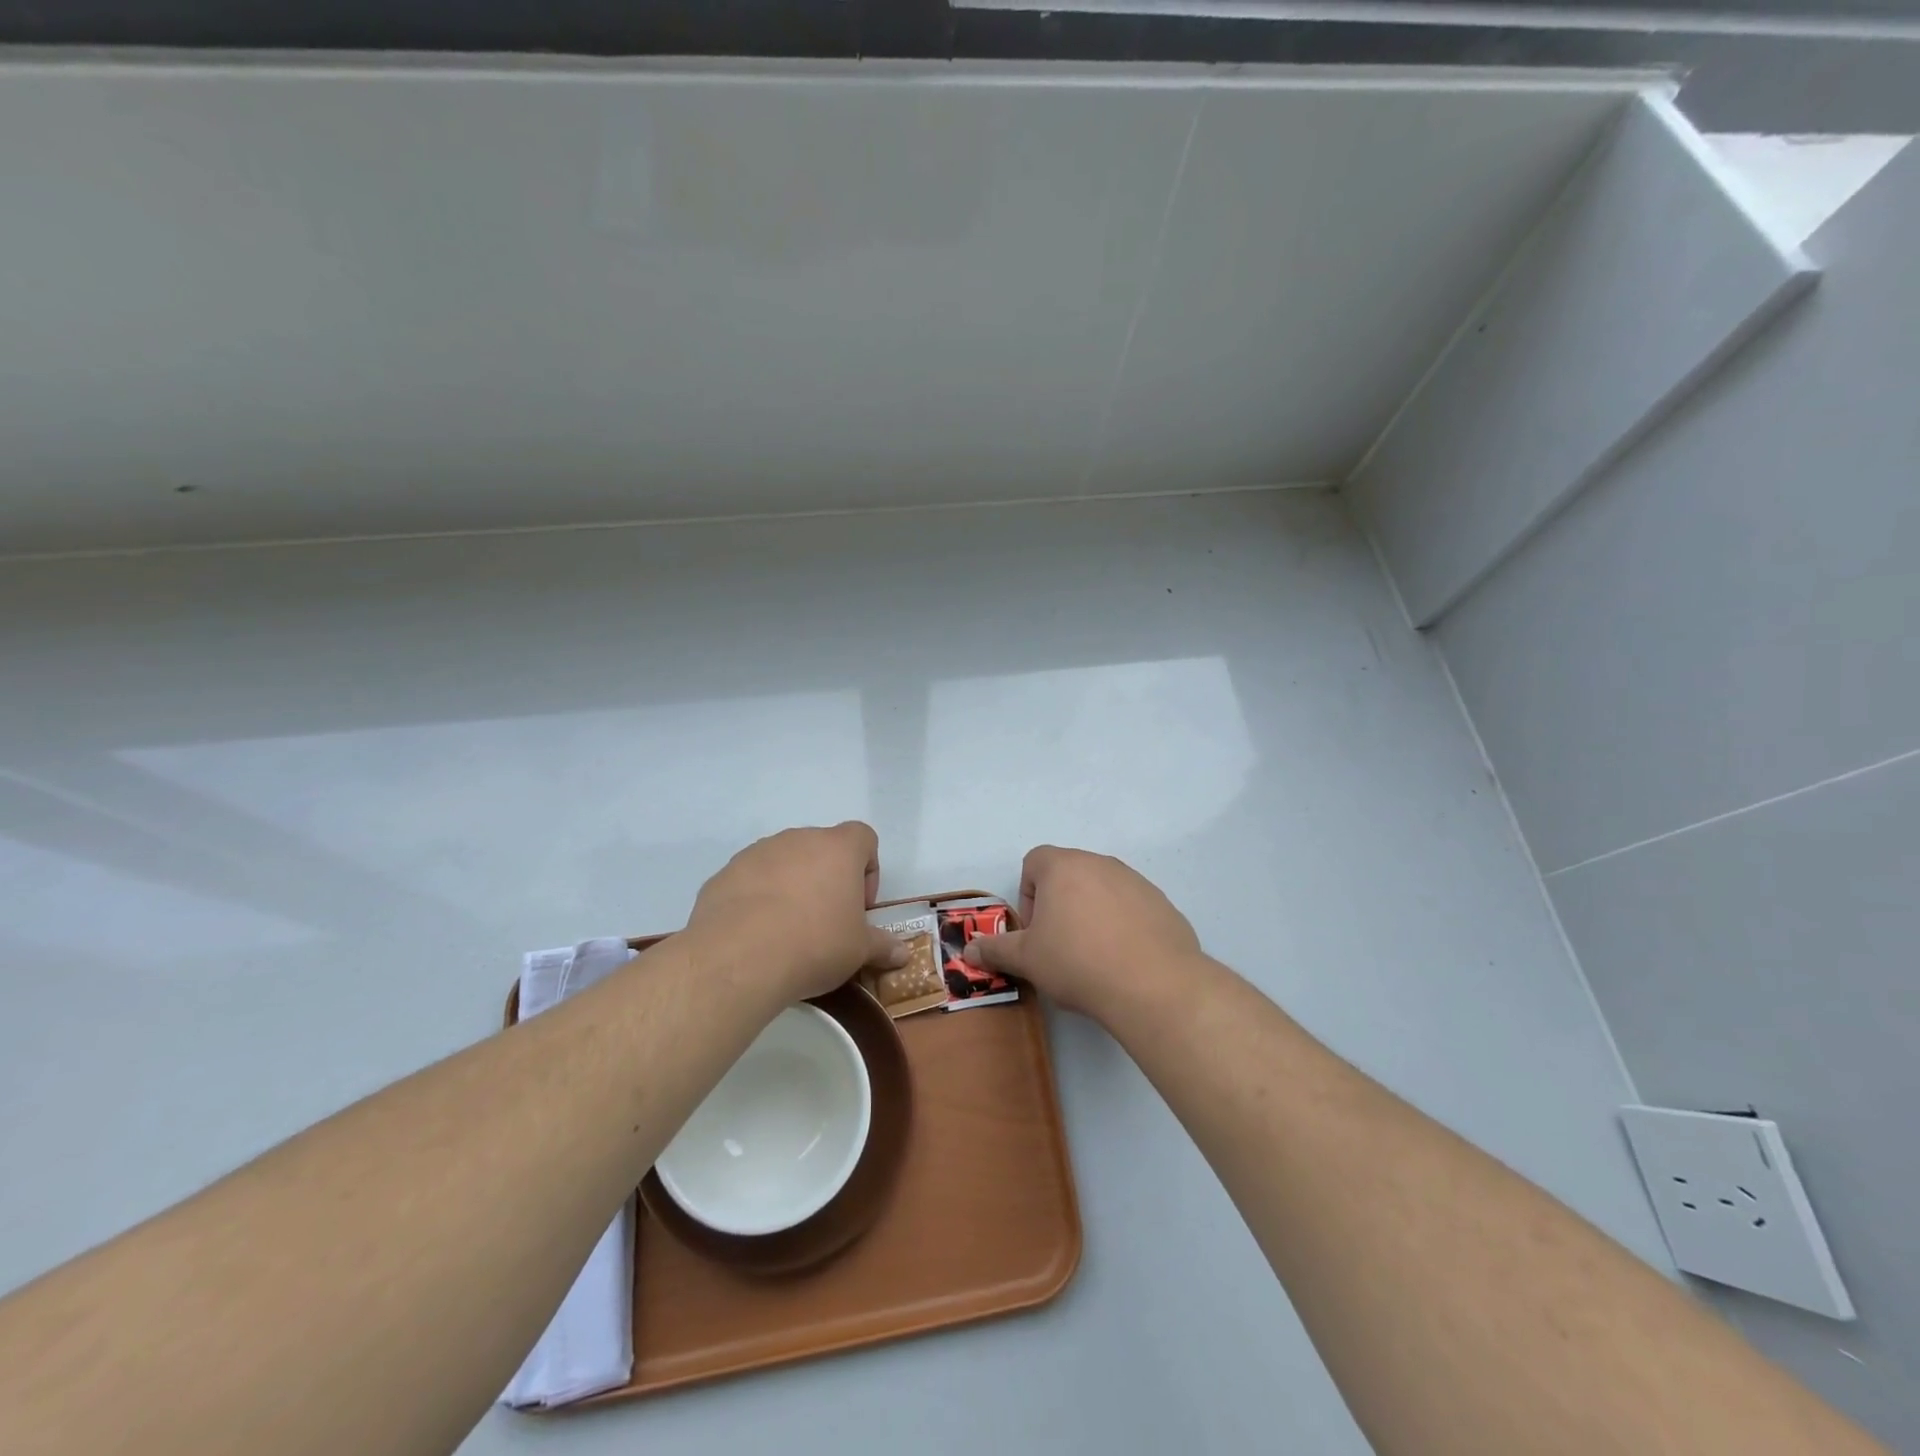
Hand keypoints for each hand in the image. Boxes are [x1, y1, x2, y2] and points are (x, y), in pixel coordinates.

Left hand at [685, 822, 908, 1002]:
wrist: (739, 958)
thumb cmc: (815, 944)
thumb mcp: (859, 951)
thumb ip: (882, 946)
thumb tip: (903, 954)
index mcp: (838, 848)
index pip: (864, 837)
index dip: (868, 870)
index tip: (860, 906)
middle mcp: (799, 839)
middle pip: (822, 849)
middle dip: (827, 879)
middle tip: (826, 921)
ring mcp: (757, 852)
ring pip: (784, 862)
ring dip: (791, 886)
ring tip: (787, 930)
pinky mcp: (725, 873)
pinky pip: (750, 880)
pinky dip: (757, 899)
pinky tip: (755, 935)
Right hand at [962, 845, 1201, 1017]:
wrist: (1153, 984)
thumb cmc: (1077, 962)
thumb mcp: (1027, 960)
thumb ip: (996, 951)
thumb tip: (968, 952)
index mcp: (1064, 867)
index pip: (1034, 862)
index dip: (1028, 895)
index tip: (1035, 930)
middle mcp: (1100, 863)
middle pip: (1069, 875)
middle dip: (1059, 906)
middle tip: (1060, 946)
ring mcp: (1136, 881)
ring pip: (1102, 890)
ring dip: (1092, 914)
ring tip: (1095, 957)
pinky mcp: (1163, 904)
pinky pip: (1132, 908)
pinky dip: (1124, 926)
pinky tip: (1125, 961)